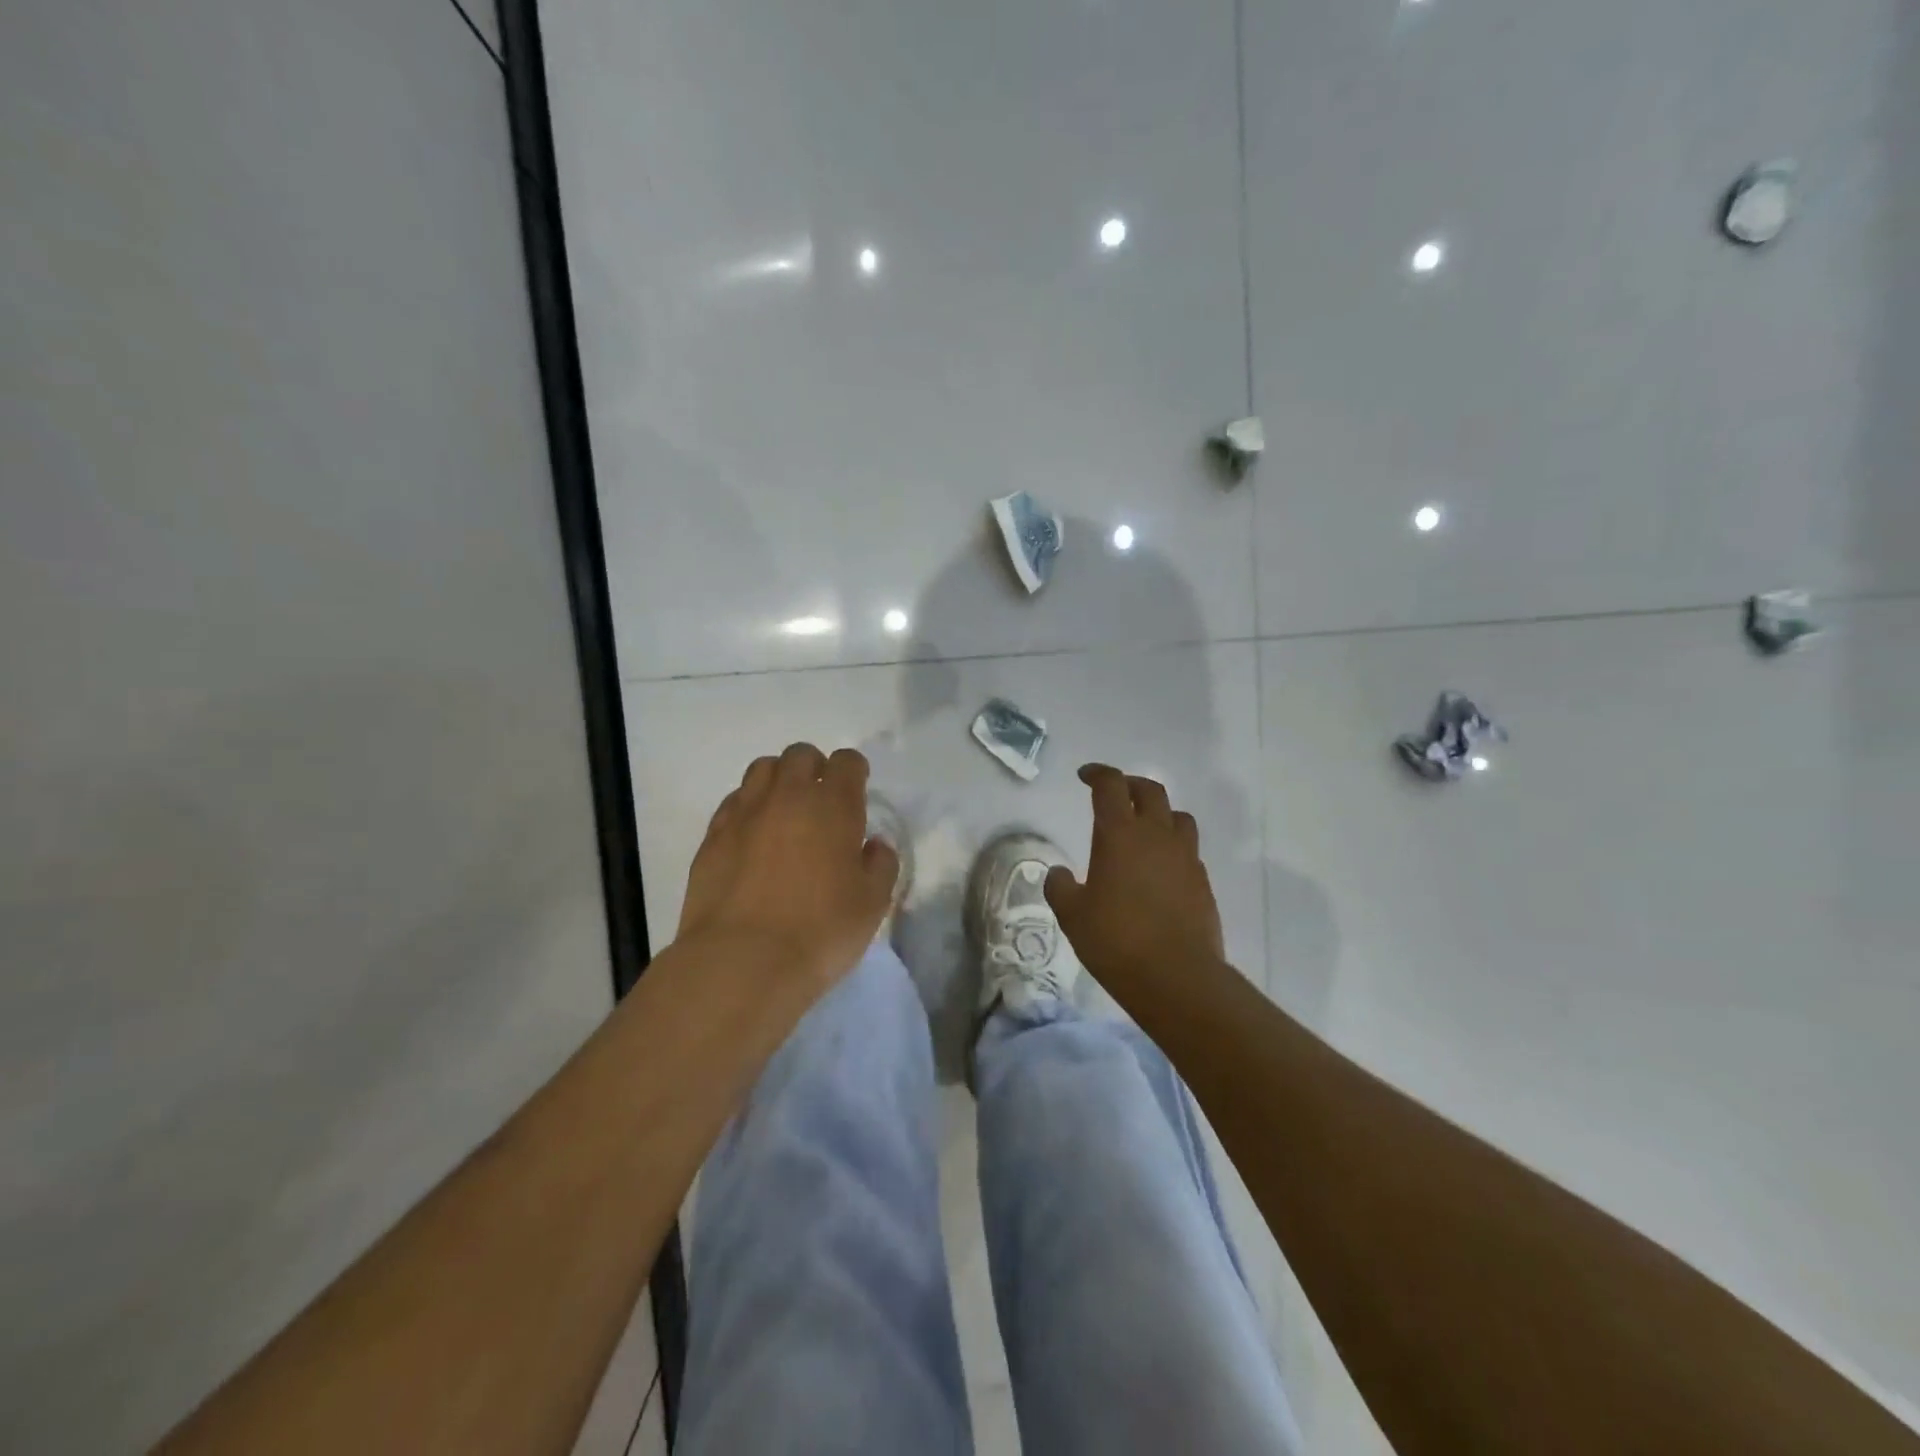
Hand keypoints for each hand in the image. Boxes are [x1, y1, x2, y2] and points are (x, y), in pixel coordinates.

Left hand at [676, 743, 898, 991]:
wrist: (742, 962)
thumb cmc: (820, 931)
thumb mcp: (872, 903)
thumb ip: (880, 865)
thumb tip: (873, 845)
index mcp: (833, 805)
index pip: (847, 761)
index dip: (854, 771)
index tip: (857, 790)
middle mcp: (787, 796)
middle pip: (800, 755)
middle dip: (814, 768)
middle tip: (820, 801)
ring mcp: (745, 812)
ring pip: (762, 770)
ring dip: (779, 781)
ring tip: (784, 813)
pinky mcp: (712, 836)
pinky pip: (734, 802)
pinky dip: (748, 807)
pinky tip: (753, 838)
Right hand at [1045, 764, 1225, 989]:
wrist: (1177, 977)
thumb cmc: (1116, 940)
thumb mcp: (1072, 915)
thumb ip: (1060, 887)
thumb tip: (1060, 873)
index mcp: (1120, 835)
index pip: (1110, 786)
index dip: (1097, 774)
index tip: (1085, 776)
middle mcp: (1157, 836)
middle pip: (1150, 791)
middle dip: (1130, 785)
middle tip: (1115, 794)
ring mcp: (1185, 857)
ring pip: (1178, 817)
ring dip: (1159, 813)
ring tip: (1144, 828)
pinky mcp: (1202, 882)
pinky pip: (1188, 850)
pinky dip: (1173, 847)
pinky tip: (1160, 869)